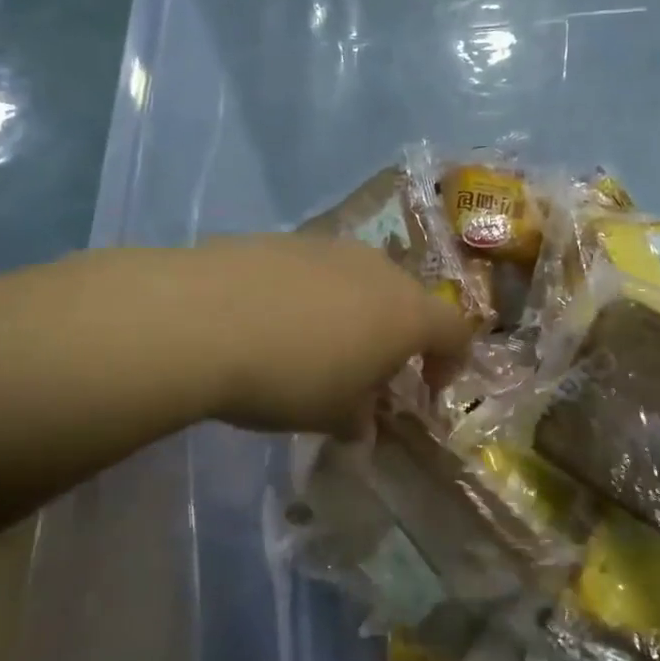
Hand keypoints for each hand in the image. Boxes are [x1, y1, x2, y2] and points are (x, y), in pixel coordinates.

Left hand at [190, 235, 471, 436]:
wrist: (203, 320)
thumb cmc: (289, 377)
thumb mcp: (332, 415)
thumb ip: (359, 419)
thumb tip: (360, 422)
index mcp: (407, 312)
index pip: (456, 330)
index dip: (450, 361)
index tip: (426, 388)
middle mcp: (379, 269)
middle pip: (408, 299)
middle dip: (397, 336)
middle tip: (368, 372)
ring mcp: (331, 247)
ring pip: (361, 280)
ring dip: (355, 312)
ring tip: (317, 345)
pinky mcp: (286, 238)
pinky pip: (317, 271)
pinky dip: (313, 296)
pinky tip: (275, 321)